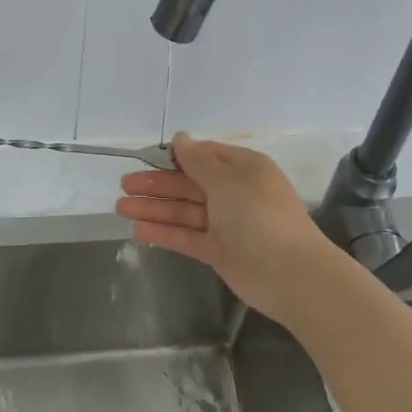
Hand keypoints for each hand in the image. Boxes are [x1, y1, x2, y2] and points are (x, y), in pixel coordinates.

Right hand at [116, 133, 351, 323]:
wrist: (291, 274)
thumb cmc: (259, 216)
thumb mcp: (227, 181)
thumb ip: (198, 161)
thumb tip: (179, 137)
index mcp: (243, 168)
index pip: (204, 156)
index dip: (174, 156)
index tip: (145, 157)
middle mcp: (234, 193)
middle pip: (189, 184)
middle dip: (157, 184)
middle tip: (123, 185)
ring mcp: (226, 223)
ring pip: (184, 211)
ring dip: (154, 208)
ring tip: (120, 208)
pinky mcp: (219, 251)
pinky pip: (187, 236)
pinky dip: (165, 233)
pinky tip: (139, 230)